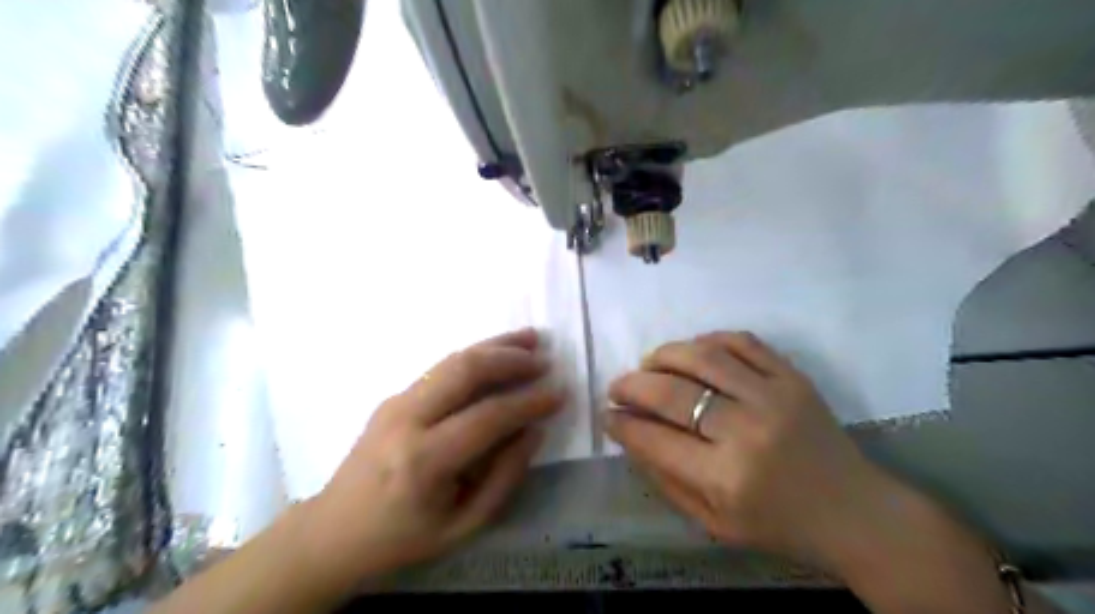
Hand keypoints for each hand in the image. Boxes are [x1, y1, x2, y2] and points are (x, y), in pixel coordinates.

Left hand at [306, 328, 564, 587]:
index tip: (560, 394)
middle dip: (511, 359)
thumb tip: (534, 431)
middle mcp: (407, 419)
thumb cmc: (401, 539)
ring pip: (452, 359)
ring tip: (530, 339)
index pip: (488, 417)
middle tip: (545, 360)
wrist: (333, 531)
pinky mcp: (394, 396)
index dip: (529, 402)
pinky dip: (475, 355)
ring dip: (494, 346)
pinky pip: (442, 367)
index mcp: (423, 461)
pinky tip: (497, 352)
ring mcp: (396, 401)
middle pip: (465, 370)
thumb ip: (504, 477)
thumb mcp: (462, 526)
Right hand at [602, 330, 902, 570]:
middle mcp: (747, 431)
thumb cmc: (779, 525)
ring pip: (703, 356)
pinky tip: (693, 350)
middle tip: (617, 386)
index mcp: (725, 478)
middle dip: (632, 385)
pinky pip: (742, 342)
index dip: (622, 423)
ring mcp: (774, 396)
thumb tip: (629, 435)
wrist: (855, 512)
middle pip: (672, 392)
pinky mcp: (793, 376)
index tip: (608, 414)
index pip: (654, 438)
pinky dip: (709, 339)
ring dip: (664, 355)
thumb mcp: (713, 523)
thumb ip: (665, 480)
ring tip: (648, 364)